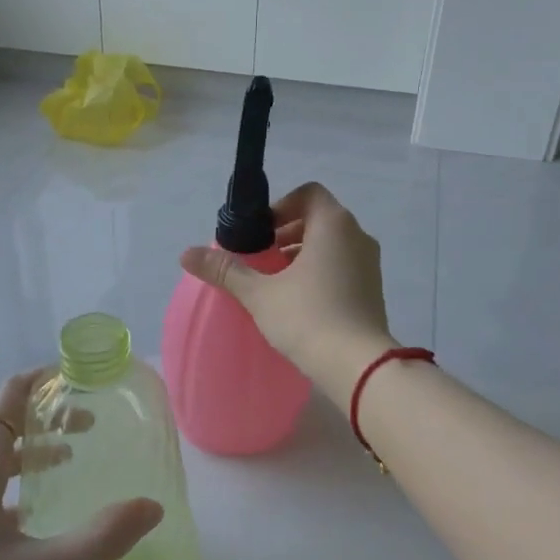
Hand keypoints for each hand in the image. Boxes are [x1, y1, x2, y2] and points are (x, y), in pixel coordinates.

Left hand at [0, 371, 162, 559]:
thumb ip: (98, 541)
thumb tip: (152, 508)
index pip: (12, 394)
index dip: (46, 379)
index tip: (83, 378)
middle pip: (6, 423)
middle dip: (49, 418)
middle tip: (92, 427)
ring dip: (31, 452)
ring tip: (69, 464)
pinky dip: (11, 482)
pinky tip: (28, 519)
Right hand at [179, 181, 394, 403]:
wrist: (358, 365)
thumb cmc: (307, 317)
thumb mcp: (259, 293)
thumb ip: (225, 270)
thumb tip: (186, 254)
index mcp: (333, 224)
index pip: (309, 193)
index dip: (280, 206)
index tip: (259, 233)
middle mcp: (357, 236)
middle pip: (319, 218)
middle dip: (287, 232)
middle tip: (261, 257)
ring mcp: (370, 264)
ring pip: (332, 245)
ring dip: (303, 254)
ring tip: (275, 281)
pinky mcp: (374, 290)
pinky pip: (343, 266)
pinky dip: (321, 272)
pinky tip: (299, 301)